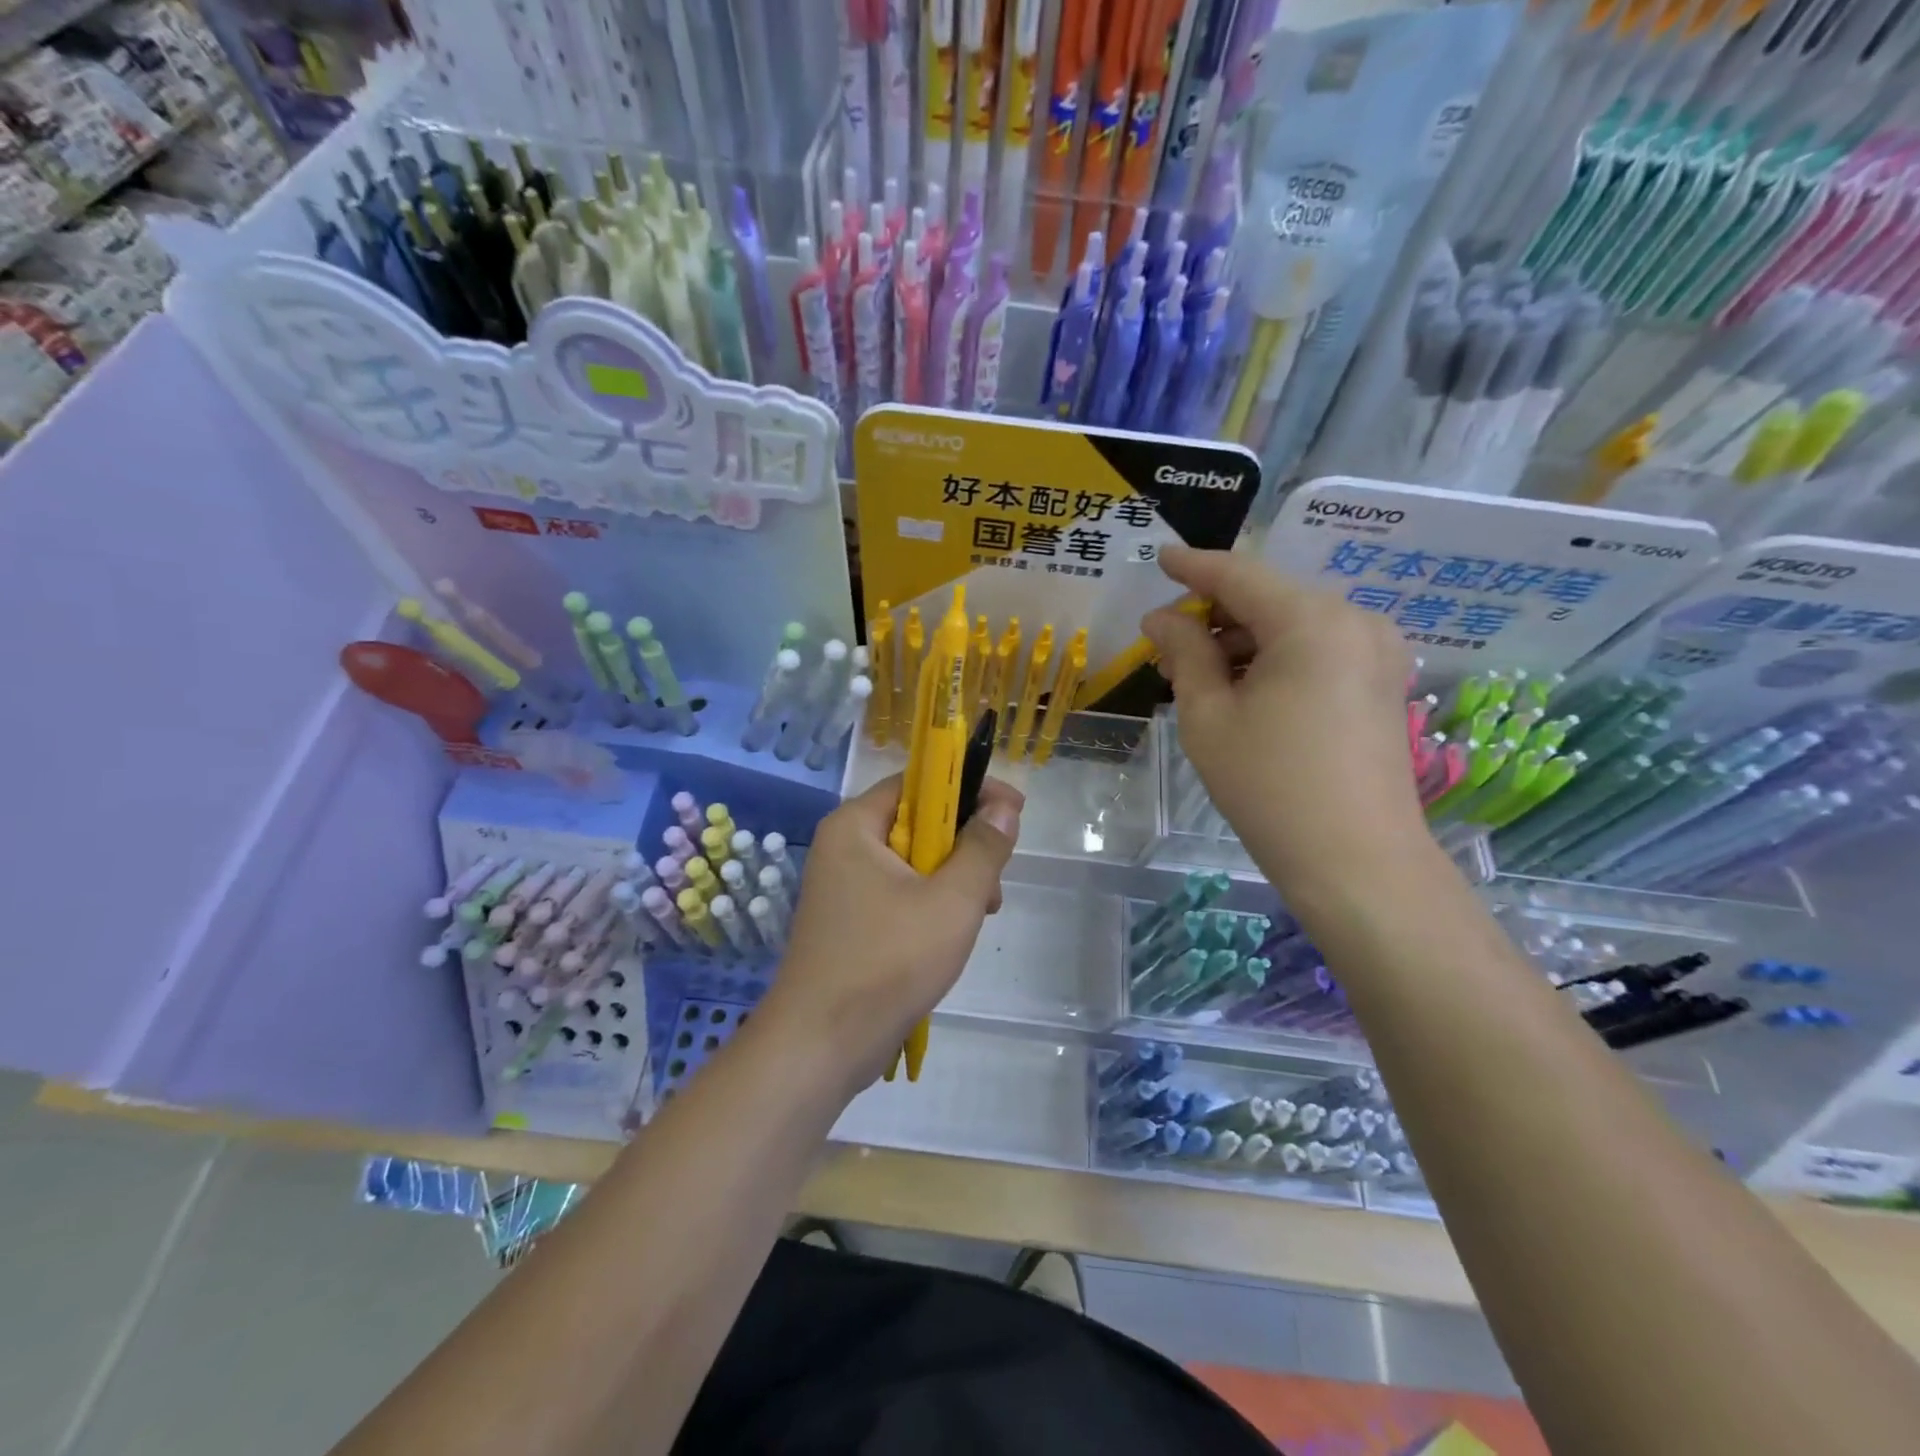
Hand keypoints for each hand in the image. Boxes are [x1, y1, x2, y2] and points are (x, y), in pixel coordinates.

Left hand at [762, 773, 1022, 1091]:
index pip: (919, 781)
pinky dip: (931, 901)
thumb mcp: (952, 902)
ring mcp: (842, 886)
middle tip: (998, 873)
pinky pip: (898, 891)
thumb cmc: (888, 963)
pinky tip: (953, 932)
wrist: (820, 1046)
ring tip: (983, 911)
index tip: (1013, 810)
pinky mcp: (849, 920)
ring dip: (953, 876)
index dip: (969, 787)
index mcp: (855, 826)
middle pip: (917, 820)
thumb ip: (983, 849)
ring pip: (912, 860)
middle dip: (964, 841)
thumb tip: (1003, 809)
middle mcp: (843, 846)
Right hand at [1142, 545, 1429, 899]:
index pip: (1239, 575)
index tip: (1159, 557)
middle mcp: (1354, 621)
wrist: (1356, 862)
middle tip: (1165, 643)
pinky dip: (1274, 658)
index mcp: (1311, 620)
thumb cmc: (1270, 786)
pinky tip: (1241, 689)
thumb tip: (1162, 618)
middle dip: (1214, 614)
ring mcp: (1377, 652)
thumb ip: (1185, 653)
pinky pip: (1317, 650)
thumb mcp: (1209, 716)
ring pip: (1293, 625)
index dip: (1194, 566)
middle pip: (1269, 598)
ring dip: (1242, 639)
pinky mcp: (1382, 683)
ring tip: (1196, 674)